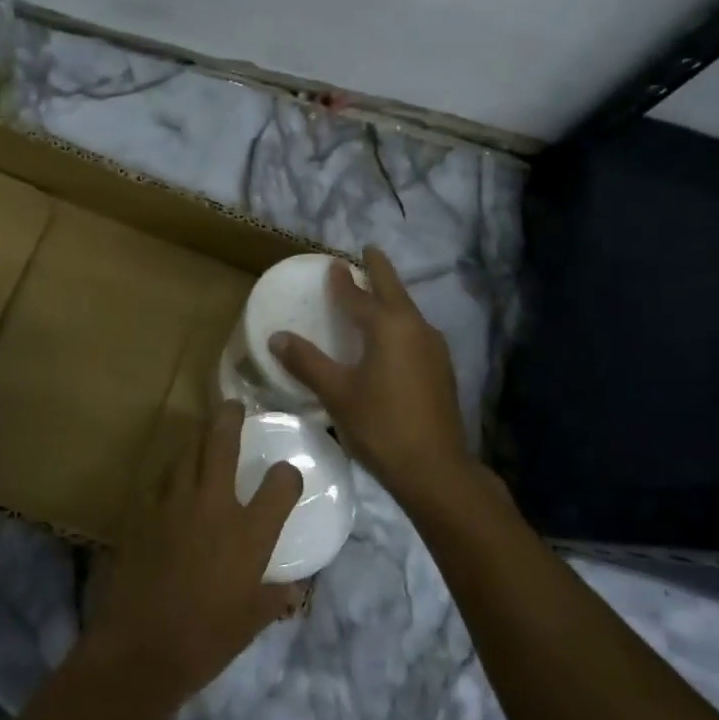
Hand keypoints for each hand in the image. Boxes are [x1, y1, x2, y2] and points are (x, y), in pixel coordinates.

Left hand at [90, 403, 303, 709]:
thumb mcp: (253, 621)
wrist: (141, 648)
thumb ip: (275, 597)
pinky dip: (171, 474)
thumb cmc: (207, 639)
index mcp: (249, 533)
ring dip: (197, 441)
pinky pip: (161, 481)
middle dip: (230, 418)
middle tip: (233, 405)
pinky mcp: (144, 513)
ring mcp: (174, 505)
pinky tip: (173, 480)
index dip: (287, 476)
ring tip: (203, 435)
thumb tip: (291, 589)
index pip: (279, 485)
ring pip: (186, 454)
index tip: (286, 475)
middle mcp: (214, 506)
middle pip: (222, 445)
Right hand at [270, 247, 469, 503]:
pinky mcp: (441, 369)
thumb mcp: (337, 393)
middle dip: (380, 270)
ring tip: (377, 291)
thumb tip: (277, 337)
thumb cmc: (381, 425)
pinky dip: (400, 320)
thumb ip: (307, 362)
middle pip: (394, 291)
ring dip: (392, 296)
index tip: (333, 263)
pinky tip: (393, 335)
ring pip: (408, 311)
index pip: (359, 296)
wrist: (435, 468)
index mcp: (389, 327)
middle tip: (369, 251)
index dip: (343, 280)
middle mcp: (415, 328)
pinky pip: (416, 331)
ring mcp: (434, 348)